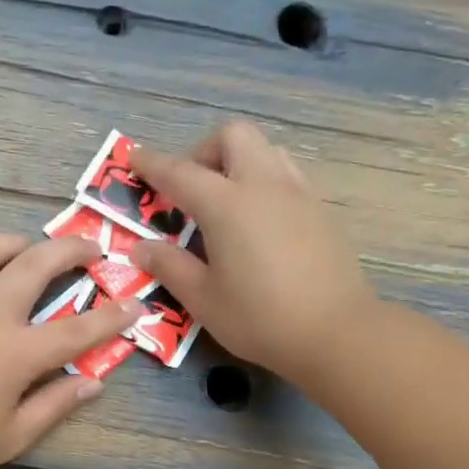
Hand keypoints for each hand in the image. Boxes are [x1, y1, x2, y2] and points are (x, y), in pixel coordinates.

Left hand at [0, 233, 141, 468]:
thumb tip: (92, 383)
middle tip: (90, 249)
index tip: (135, 304)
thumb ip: (55, 404)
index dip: (113, 316)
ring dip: (16, 242)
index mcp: (17, 352)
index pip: (78, 329)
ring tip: (27, 249)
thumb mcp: (13, 436)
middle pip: (37, 264)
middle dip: (72, 250)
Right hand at [128, 121, 369, 383]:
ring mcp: (298, 194)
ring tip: (225, 205)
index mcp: (227, 204)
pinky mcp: (320, 210)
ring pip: (265, 151)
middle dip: (204, 152)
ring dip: (238, 164)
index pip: (180, 172)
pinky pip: (286, 175)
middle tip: (190, 190)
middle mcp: (264, 185)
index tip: (134, 158)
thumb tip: (141, 247)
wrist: (335, 332)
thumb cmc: (259, 318)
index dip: (152, 163)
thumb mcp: (203, 298)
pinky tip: (258, 224)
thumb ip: (169, 266)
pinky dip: (263, 183)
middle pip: (233, 137)